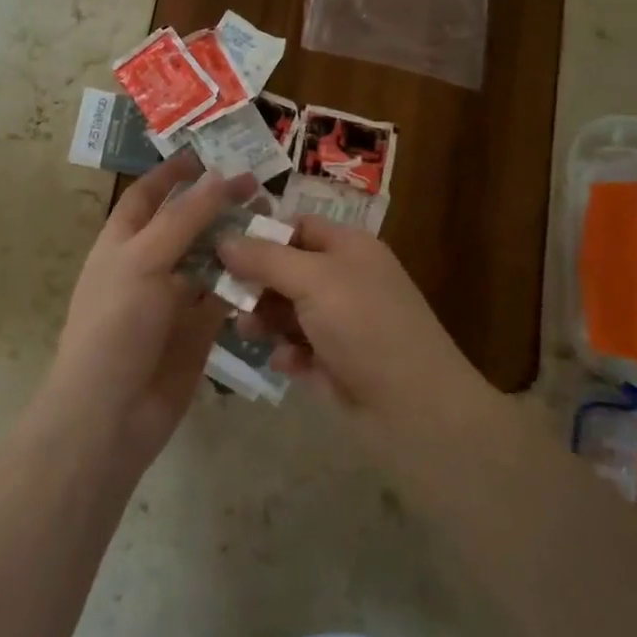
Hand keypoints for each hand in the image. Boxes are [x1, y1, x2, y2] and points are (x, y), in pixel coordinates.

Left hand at [48, 151, 259, 465]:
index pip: (148, 196)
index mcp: (123, 242)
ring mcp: (175, 299)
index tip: (209, 154)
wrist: (111, 412)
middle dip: (217, 205)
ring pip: (211, 259)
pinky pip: (226, 297)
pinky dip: (246, 282)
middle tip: (260, 188)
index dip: (173, 174)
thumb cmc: (117, 324)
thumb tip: (217, 176)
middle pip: (187, 224)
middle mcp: (149, 265)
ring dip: (237, 241)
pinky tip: (273, 268)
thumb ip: (184, 218)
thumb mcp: (145, 259)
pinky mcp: (199, 330)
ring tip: (273, 221)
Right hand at [218, 217, 502, 458]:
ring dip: (265, 319)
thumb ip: (265, 258)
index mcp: (349, 247)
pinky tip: (284, 363)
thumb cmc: (365, 326)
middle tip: (224, 296)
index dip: (262, 234)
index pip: (298, 227)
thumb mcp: (313, 280)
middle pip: (287, 269)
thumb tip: (223, 239)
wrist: (416, 409)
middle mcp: (346, 280)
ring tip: (248, 332)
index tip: (221, 248)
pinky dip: (288, 352)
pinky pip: (299, 348)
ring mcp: (342, 323)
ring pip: (289, 311)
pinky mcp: (337, 362)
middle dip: (256, 282)